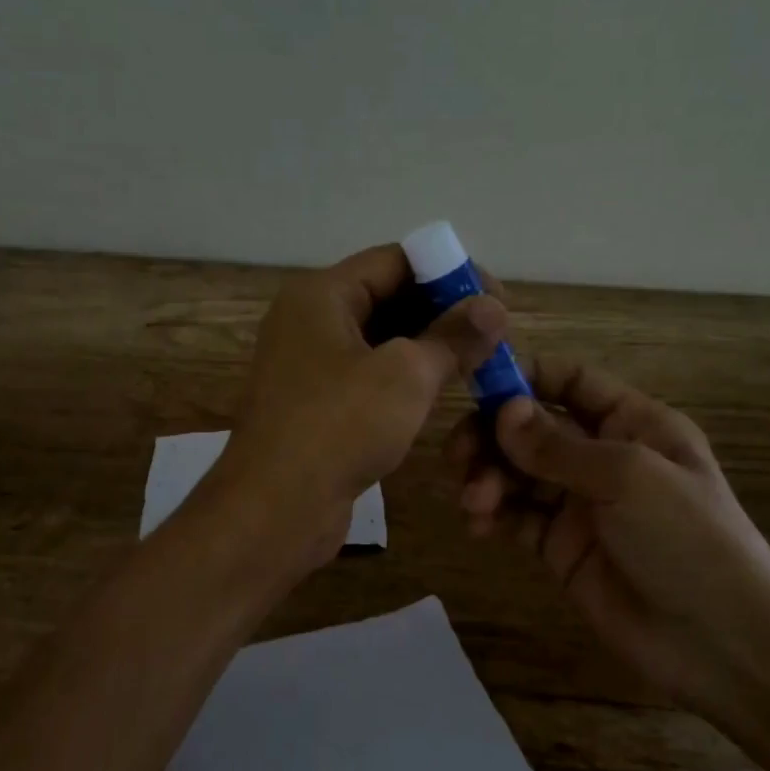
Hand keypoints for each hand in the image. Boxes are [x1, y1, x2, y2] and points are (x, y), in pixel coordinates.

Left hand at [212, 245, 507, 567]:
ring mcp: (308, 365)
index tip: (496, 300)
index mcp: (321, 295)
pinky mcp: (315, 405)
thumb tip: (494, 308)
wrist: (273, 509)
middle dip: (441, 312)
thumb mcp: (406, 375)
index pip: (395, 260)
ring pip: (379, 340)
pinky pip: (367, 375)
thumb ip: (452, 337)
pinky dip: (403, 378)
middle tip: (492, 336)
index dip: (450, 272)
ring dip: (426, 347)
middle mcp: (309, 320)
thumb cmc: (338, 426)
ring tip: (476, 363)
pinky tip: (439, 392)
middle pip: (386, 296)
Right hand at [443, 356, 769, 718]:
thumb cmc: (689, 542)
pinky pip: (515, 516)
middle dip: (491, 435)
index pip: (569, 382)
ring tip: (474, 501)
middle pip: (531, 427)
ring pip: (516, 471)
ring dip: (487, 477)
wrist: (723, 647)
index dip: (524, 377)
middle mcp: (602, 455)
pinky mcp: (559, 546)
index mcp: (633, 423)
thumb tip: (502, 411)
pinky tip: (478, 524)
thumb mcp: (629, 479)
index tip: (473, 385)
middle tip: (457, 456)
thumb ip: (558, 446)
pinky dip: (491, 514)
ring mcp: (579, 502)